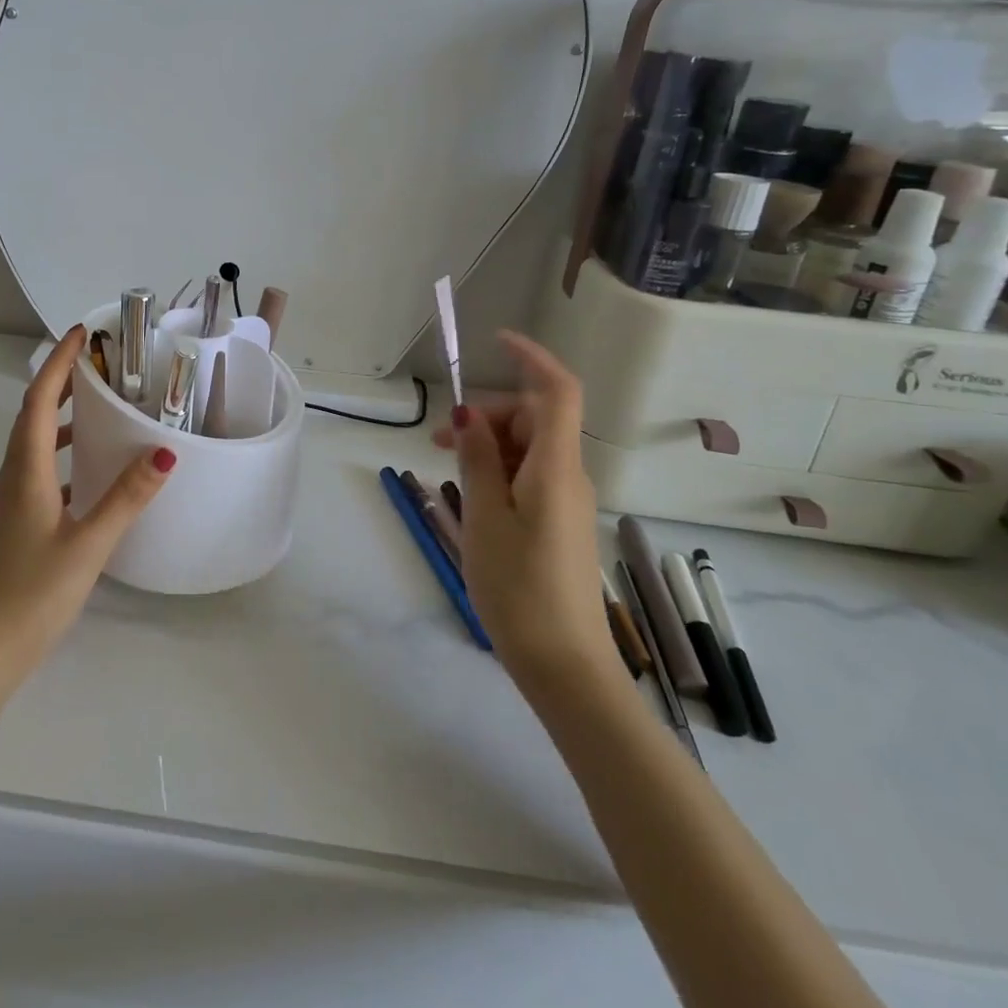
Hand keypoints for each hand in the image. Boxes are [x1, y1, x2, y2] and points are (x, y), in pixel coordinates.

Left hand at [0, 325, 176, 675]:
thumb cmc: (33, 594)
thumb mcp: (88, 544)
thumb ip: (126, 498)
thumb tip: (165, 453)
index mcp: (24, 474)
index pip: (37, 402)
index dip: (57, 365)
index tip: (81, 334)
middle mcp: (9, 480)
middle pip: (29, 417)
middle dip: (58, 384)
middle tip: (94, 365)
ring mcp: (6, 504)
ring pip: (29, 446)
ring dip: (55, 420)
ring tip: (92, 411)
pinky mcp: (10, 525)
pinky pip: (33, 473)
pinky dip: (56, 457)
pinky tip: (82, 476)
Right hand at [447, 330, 612, 676]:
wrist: (565, 665)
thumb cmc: (519, 588)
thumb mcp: (486, 518)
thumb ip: (479, 460)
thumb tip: (469, 415)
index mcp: (555, 467)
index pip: (556, 391)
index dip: (531, 358)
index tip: (495, 342)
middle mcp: (569, 475)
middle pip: (533, 418)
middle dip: (487, 416)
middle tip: (439, 443)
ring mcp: (567, 501)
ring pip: (528, 448)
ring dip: (488, 446)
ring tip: (449, 473)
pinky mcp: (560, 523)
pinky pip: (530, 476)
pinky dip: (499, 472)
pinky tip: (473, 498)